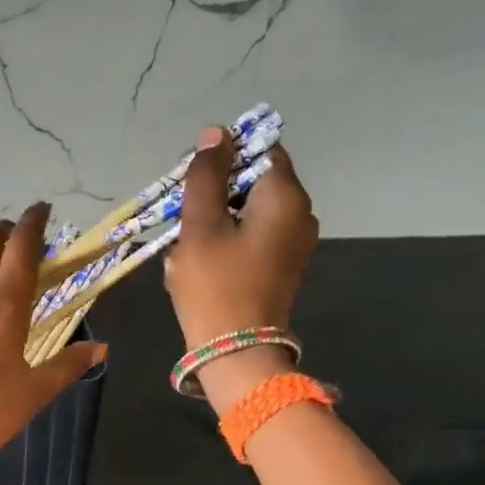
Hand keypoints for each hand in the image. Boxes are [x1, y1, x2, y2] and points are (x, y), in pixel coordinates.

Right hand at [163, 128, 317, 409]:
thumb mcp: (200, 224)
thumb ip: (206, 174)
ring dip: (216, 215)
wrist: (235, 351)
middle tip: (184, 211)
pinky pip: (253, 234)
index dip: (225, 154)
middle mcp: (300, 213)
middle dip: (216, 189)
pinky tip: (202, 257)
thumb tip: (216, 133)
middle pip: (255, 179)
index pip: (261, 149)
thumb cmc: (215, 284)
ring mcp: (294, 241)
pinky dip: (227, 236)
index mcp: (285, 196)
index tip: (194, 176)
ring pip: (250, 208)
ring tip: (188, 239)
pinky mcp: (282, 264)